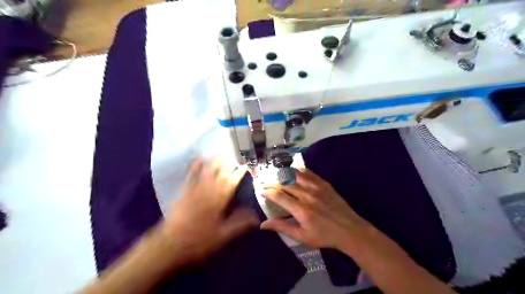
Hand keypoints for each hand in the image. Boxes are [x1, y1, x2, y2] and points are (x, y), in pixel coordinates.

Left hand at [160, 160, 257, 265]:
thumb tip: (256, 217)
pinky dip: (195, 166)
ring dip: (215, 161)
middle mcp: (209, 190)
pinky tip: (199, 158)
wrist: (170, 244)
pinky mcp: (184, 191)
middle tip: (235, 161)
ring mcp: (195, 189)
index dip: (240, 173)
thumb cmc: (199, 240)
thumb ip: (240, 224)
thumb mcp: (223, 236)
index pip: (233, 182)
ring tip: (222, 155)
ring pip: (207, 170)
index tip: (245, 167)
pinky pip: (191, 175)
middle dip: (229, 165)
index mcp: (219, 200)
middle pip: (221, 172)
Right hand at [262, 169, 367, 251]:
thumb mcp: (302, 236)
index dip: (268, 192)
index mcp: (300, 209)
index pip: (279, 196)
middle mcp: (306, 195)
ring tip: (277, 174)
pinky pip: (309, 173)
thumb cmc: (324, 236)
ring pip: (296, 175)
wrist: (349, 230)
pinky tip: (294, 170)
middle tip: (266, 182)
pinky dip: (299, 170)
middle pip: (285, 184)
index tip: (261, 191)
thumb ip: (282, 227)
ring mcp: (316, 187)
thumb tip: (263, 224)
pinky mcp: (324, 184)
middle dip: (273, 182)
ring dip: (284, 174)